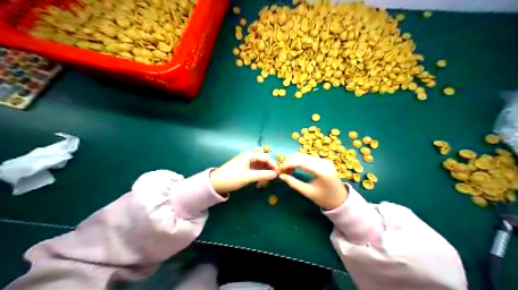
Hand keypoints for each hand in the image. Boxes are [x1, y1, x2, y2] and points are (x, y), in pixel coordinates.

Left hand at [209, 152, 278, 194]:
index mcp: (249, 155)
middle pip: (264, 161)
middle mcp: (249, 157)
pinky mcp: (244, 168)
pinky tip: (259, 183)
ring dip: (264, 174)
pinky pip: (255, 170)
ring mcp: (246, 162)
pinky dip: (259, 176)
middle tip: (272, 180)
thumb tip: (276, 175)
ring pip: (260, 166)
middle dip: (269, 170)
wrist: (215, 183)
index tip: (279, 174)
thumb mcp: (248, 177)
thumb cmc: (232, 178)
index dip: (274, 165)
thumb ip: (263, 175)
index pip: (266, 157)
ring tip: (264, 184)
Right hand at [279, 152, 347, 210]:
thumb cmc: (325, 199)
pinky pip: (308, 158)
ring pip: (303, 155)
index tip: (279, 170)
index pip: (300, 161)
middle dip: (289, 162)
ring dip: (293, 161)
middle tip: (281, 171)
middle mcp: (323, 161)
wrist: (341, 200)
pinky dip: (299, 162)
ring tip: (287, 171)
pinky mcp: (323, 161)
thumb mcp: (308, 192)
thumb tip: (281, 176)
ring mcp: (324, 160)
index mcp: (321, 170)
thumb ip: (294, 183)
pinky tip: (294, 169)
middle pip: (301, 156)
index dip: (287, 164)